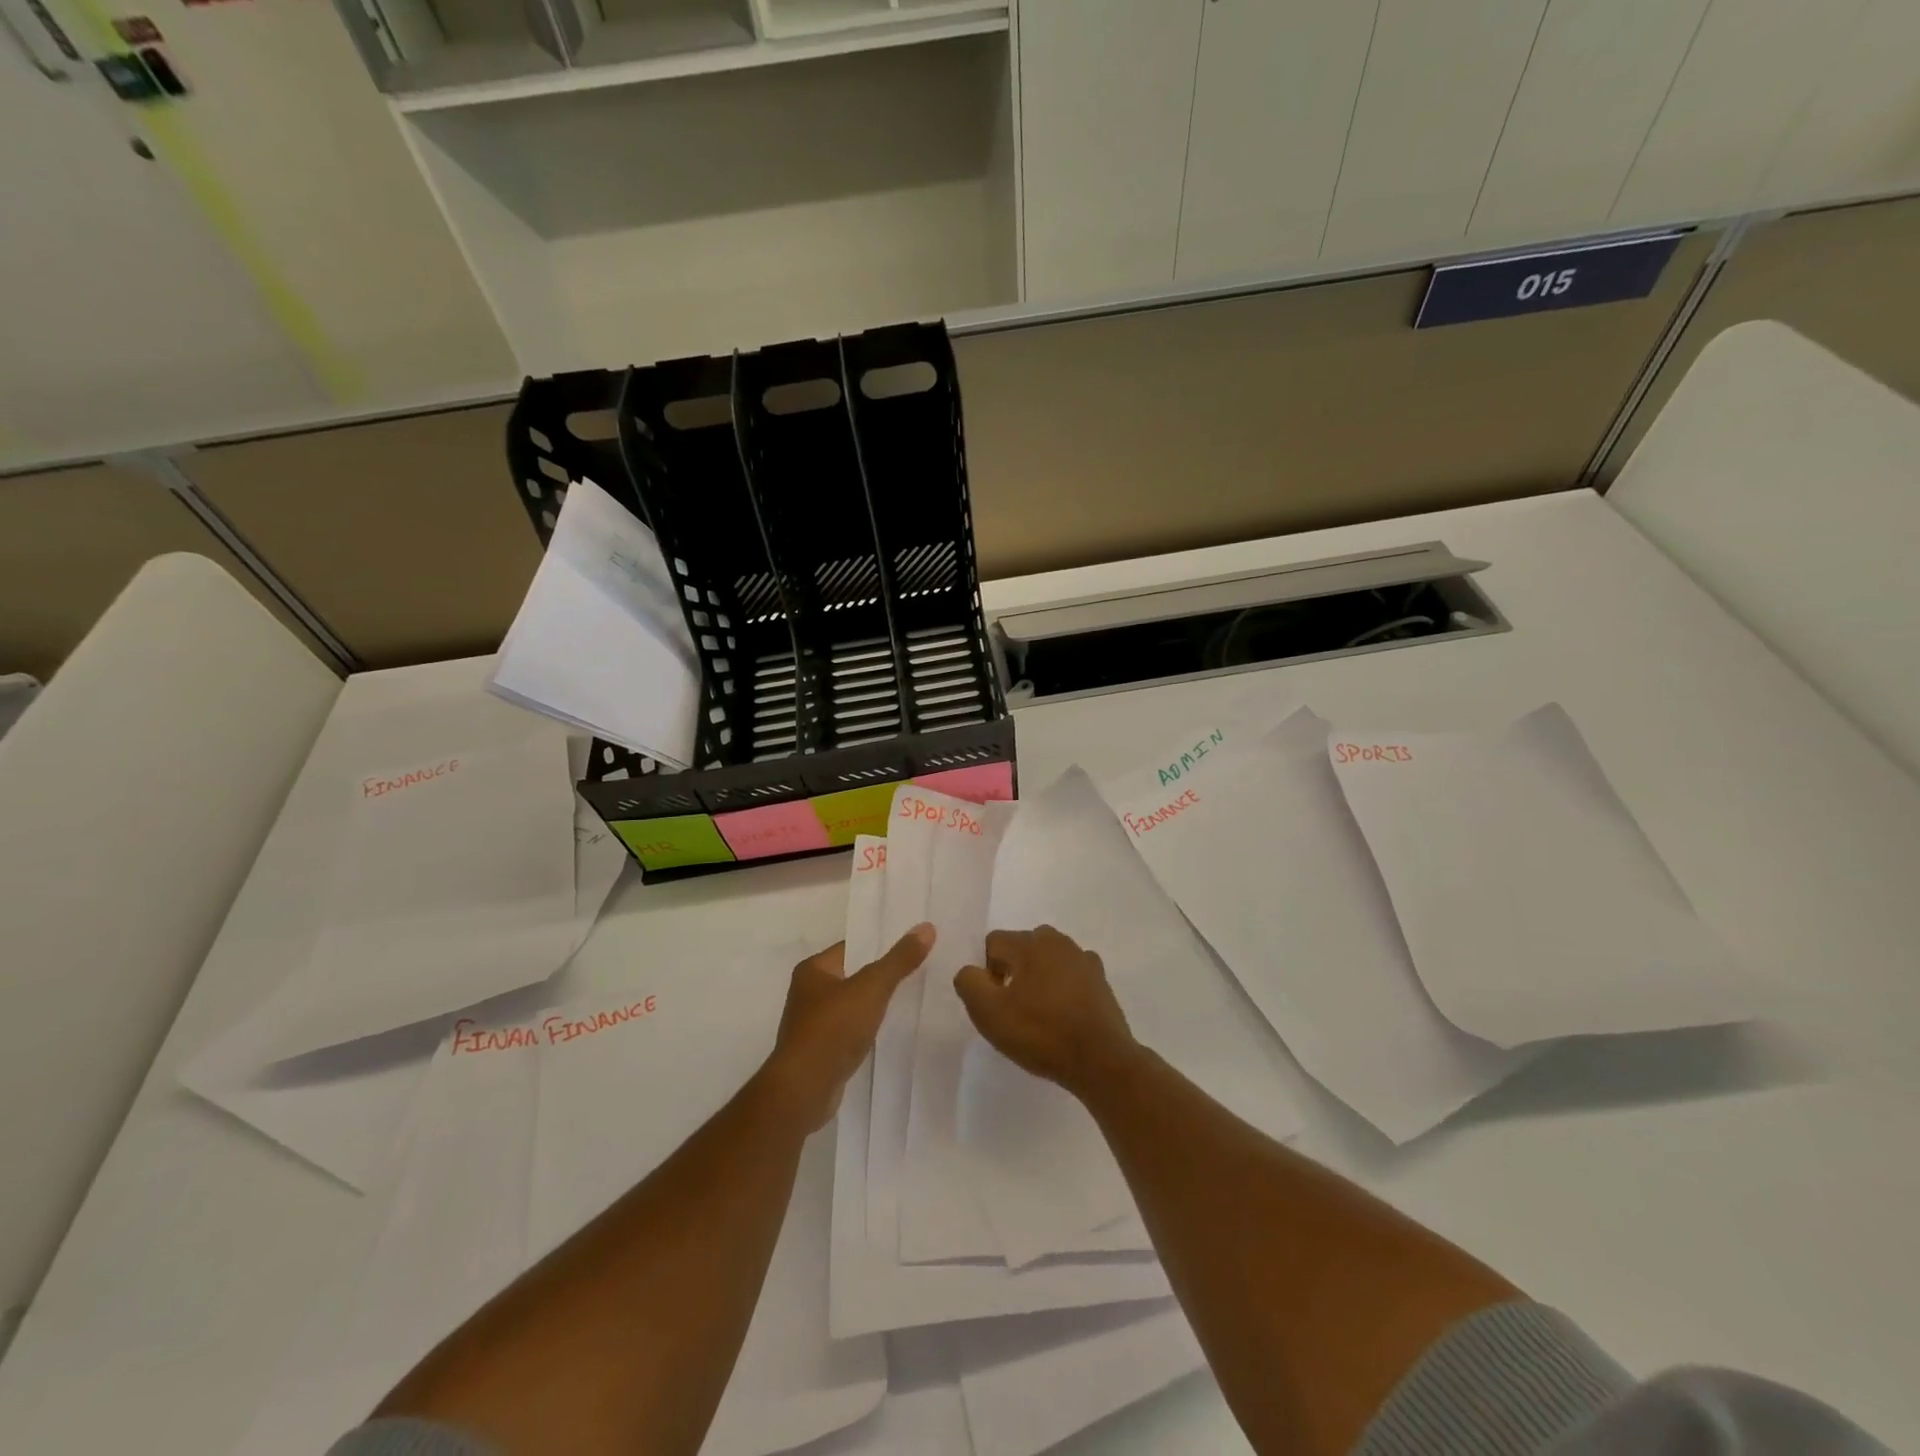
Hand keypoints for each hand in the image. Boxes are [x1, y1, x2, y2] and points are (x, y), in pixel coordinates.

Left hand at [765, 925, 933, 1128]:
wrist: (804, 1091)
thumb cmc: (832, 1029)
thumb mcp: (871, 988)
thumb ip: (899, 960)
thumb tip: (927, 927)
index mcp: (813, 970)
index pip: (852, 947)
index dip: (881, 944)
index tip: (912, 944)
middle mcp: (808, 993)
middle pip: (853, 975)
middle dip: (882, 974)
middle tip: (920, 968)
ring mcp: (813, 1024)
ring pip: (853, 1005)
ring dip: (876, 1004)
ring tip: (912, 997)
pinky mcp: (821, 1052)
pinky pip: (851, 1030)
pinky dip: (868, 1029)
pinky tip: (891, 1030)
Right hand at [954, 926, 1140, 1097]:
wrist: (1100, 1060)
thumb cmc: (1041, 1034)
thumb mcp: (989, 1013)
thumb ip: (969, 983)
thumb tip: (971, 971)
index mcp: (1029, 943)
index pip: (993, 943)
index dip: (986, 971)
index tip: (994, 1001)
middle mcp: (1057, 941)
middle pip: (1021, 947)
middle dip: (1012, 970)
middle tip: (1013, 1007)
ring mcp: (1083, 958)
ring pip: (1047, 959)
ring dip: (1038, 977)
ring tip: (1039, 1012)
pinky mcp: (1100, 979)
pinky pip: (1071, 974)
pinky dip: (1062, 986)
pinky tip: (1063, 1013)